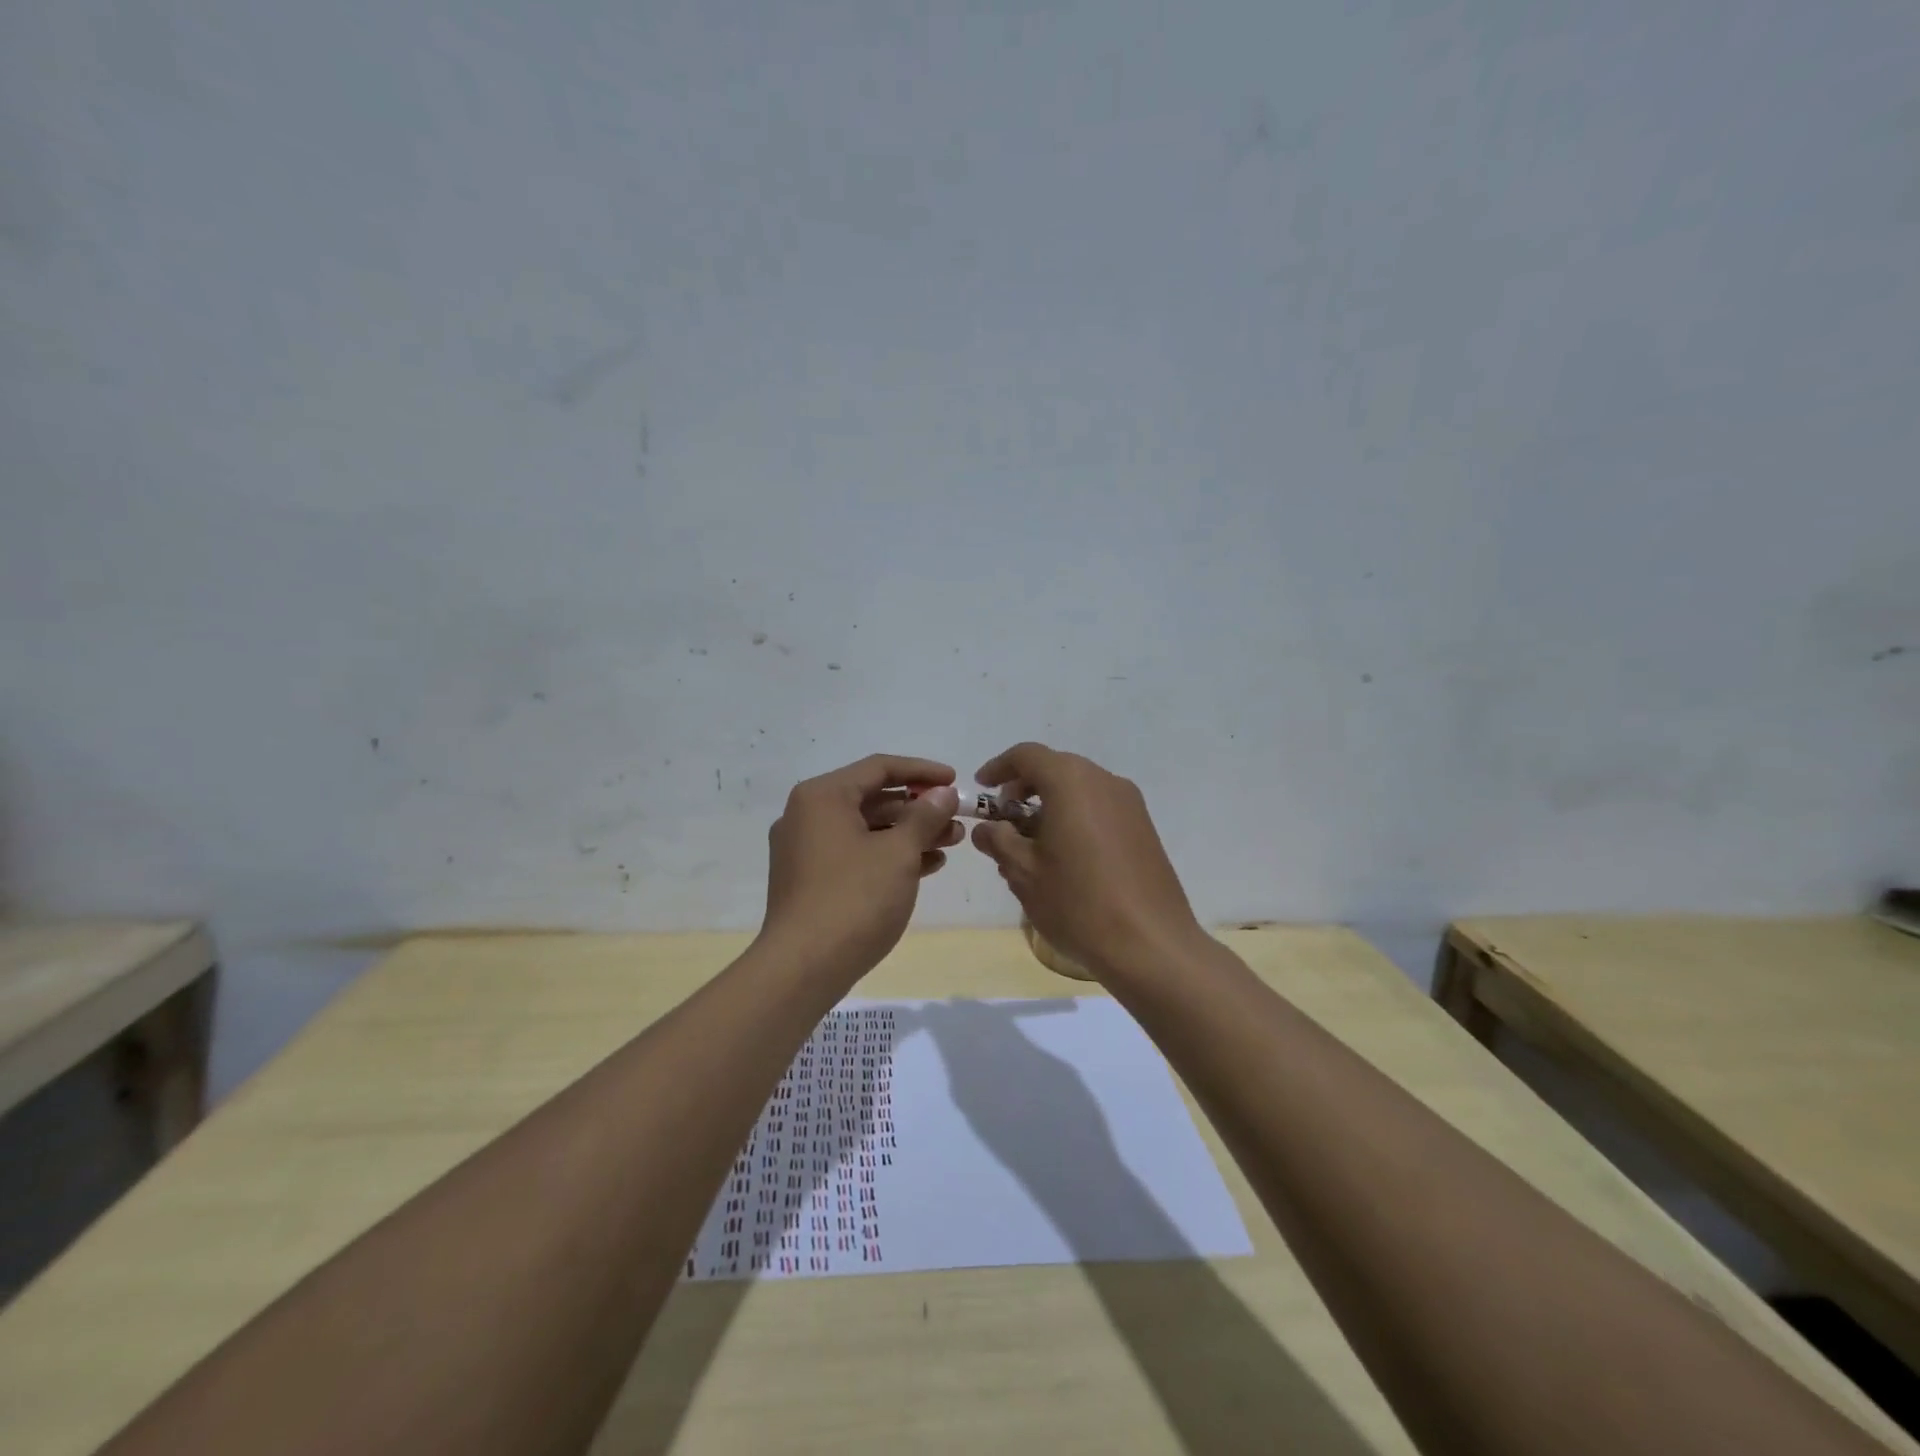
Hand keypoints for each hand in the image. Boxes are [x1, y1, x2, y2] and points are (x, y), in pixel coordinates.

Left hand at [761, 754, 963, 978]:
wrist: (803, 968)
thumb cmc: (854, 898)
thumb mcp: (898, 853)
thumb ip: (924, 816)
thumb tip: (943, 793)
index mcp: (823, 796)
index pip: (879, 767)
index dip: (922, 771)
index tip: (956, 781)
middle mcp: (808, 815)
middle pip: (873, 798)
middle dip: (919, 808)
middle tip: (957, 820)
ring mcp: (805, 849)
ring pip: (867, 829)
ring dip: (909, 834)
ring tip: (951, 844)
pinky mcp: (810, 880)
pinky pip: (856, 854)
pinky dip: (889, 856)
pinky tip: (926, 866)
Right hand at [967, 743, 1205, 981]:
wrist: (1150, 944)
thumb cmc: (1077, 902)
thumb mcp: (1023, 872)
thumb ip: (998, 841)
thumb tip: (986, 829)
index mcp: (1071, 781)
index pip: (1027, 755)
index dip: (999, 767)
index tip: (981, 788)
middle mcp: (1104, 781)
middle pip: (1056, 769)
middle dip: (1024, 789)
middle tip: (1003, 821)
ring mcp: (1130, 804)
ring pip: (1079, 790)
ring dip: (1050, 806)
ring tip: (1031, 847)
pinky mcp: (1144, 829)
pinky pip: (1100, 809)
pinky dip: (1075, 819)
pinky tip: (1065, 858)